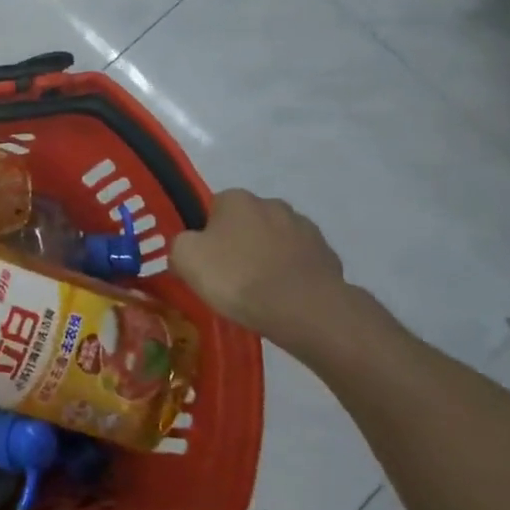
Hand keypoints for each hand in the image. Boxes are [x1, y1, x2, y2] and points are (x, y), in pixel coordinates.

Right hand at [170, 189, 347, 341]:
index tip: (206, 261)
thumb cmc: (237, 277)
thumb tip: (190, 246)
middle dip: (240, 243)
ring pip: (276, 241)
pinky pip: (300, 262)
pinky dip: (291, 275)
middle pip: (247, 223)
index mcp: (237, 199)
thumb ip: (180, 244)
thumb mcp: (185, 258)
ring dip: (268, 257)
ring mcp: (306, 229)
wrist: (304, 310)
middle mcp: (273, 204)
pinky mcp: (329, 256)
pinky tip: (284, 298)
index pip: (213, 209)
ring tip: (260, 291)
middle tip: (231, 276)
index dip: (207, 235)